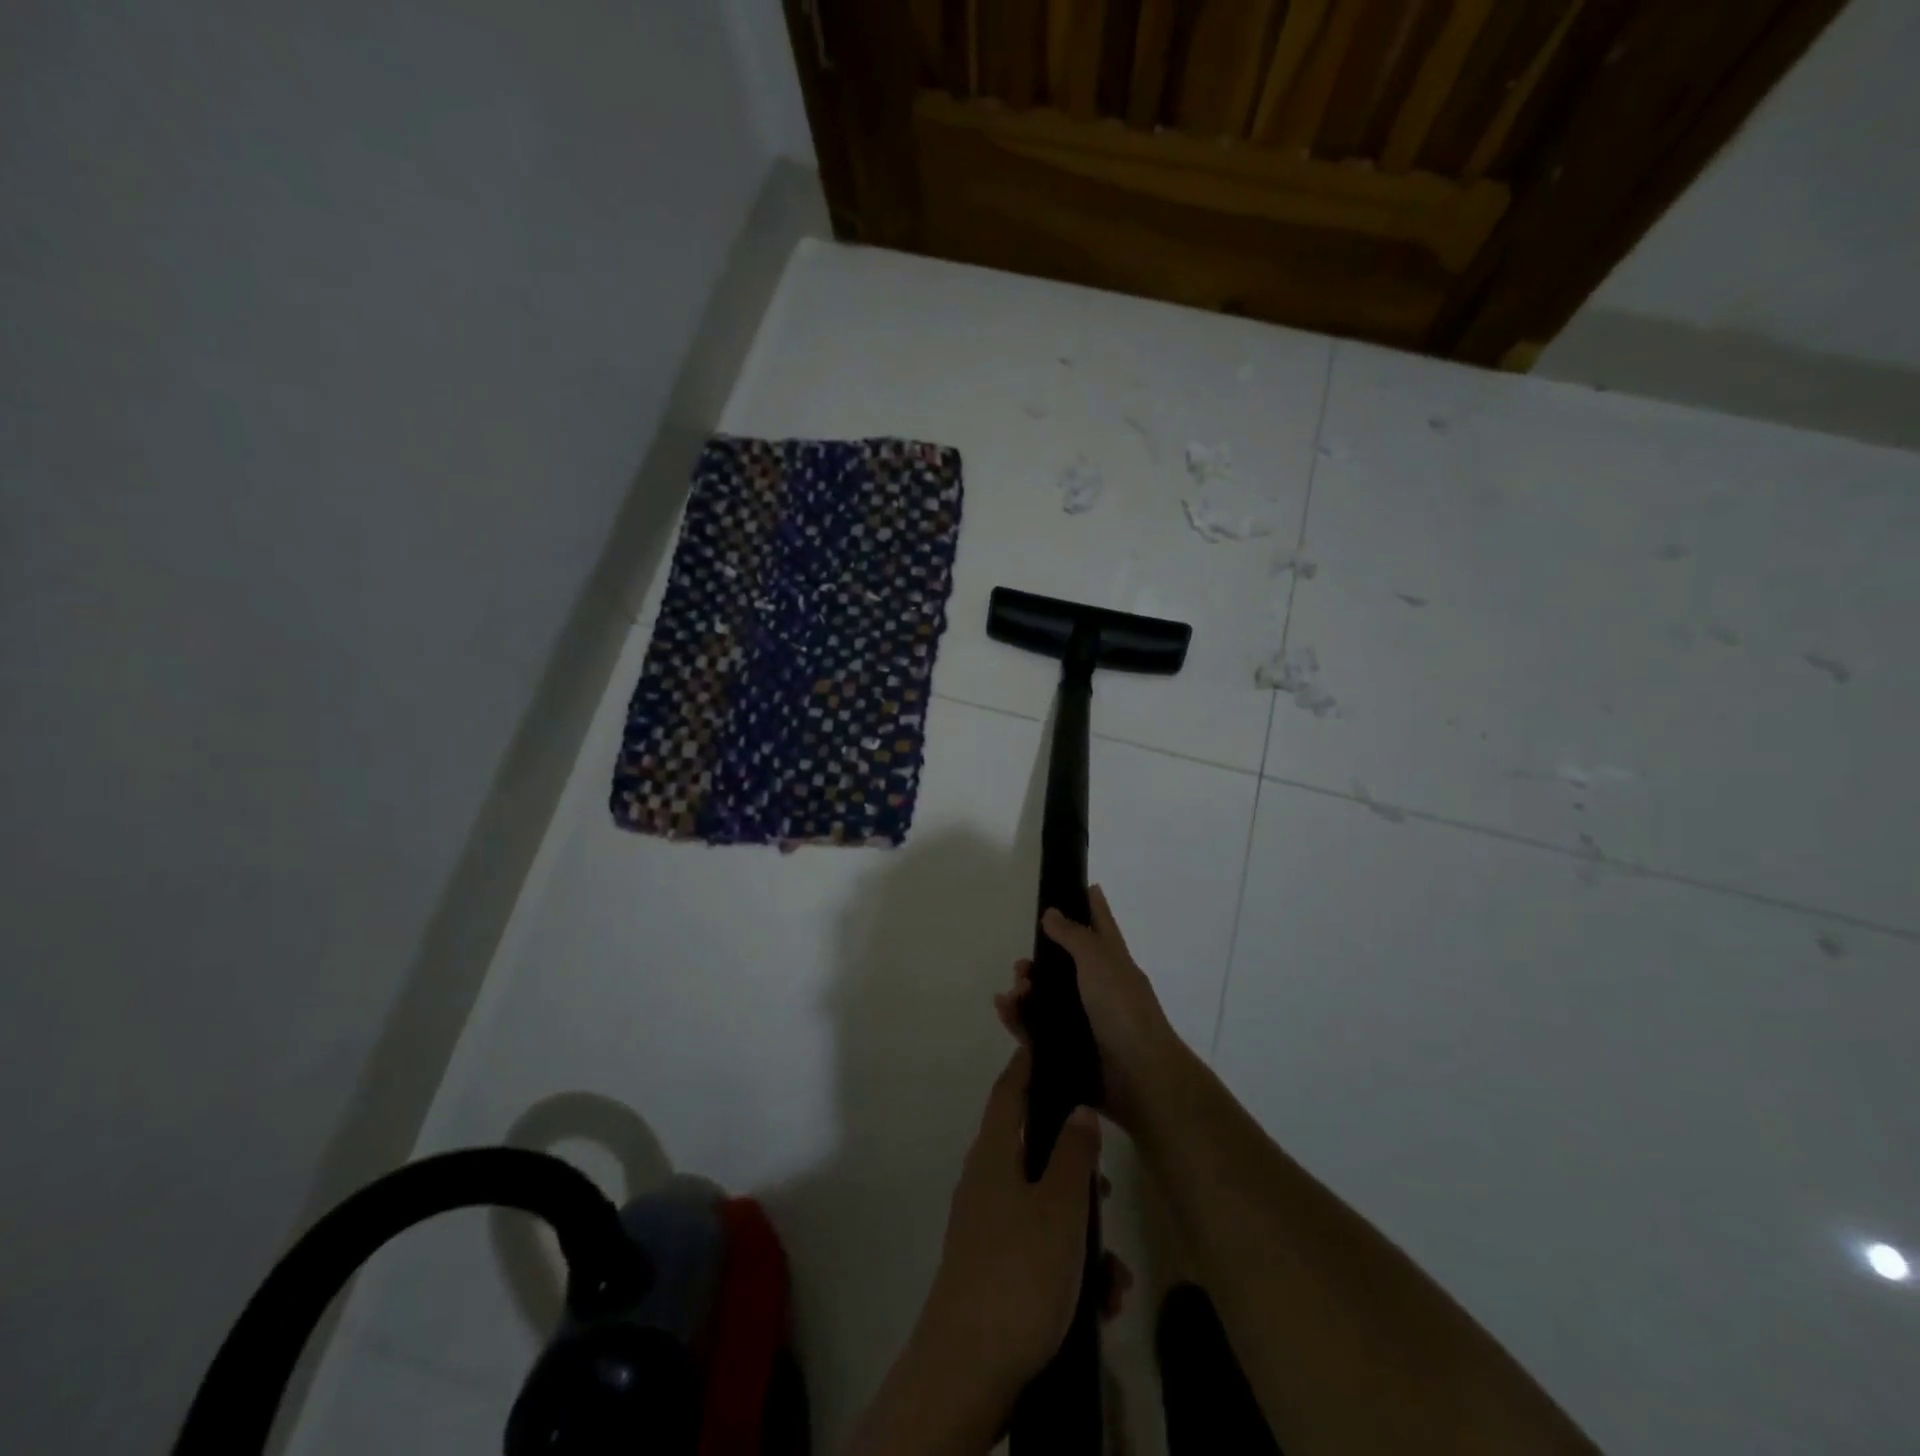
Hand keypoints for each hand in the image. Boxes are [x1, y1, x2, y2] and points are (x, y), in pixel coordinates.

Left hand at [916, 1049, 1103, 1418]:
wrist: (969, 1370)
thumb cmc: (1019, 1273)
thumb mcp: (1061, 1209)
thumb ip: (1073, 1154)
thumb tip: (1078, 1108)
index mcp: (994, 1153)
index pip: (1010, 1089)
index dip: (1029, 1063)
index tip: (1052, 1043)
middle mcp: (986, 1181)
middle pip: (1033, 1149)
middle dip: (1076, 1166)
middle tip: (1107, 1183)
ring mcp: (987, 1227)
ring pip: (1044, 1207)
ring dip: (1082, 1231)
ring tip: (1114, 1270)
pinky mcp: (995, 1269)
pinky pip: (1040, 1250)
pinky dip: (1070, 1266)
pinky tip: (1100, 1301)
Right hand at [995, 884, 1183, 1133]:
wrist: (1139, 1077)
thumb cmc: (1122, 1009)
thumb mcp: (1098, 960)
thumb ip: (1073, 935)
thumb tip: (1051, 912)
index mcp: (1113, 961)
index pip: (1101, 924)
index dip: (1092, 904)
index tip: (1080, 886)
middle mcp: (1100, 988)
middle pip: (1065, 964)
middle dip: (1040, 960)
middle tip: (1021, 964)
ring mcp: (1086, 1020)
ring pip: (1048, 997)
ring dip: (1026, 990)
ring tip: (1015, 991)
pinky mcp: (1070, 1049)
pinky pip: (1037, 1030)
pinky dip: (1019, 1018)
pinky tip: (1005, 1009)